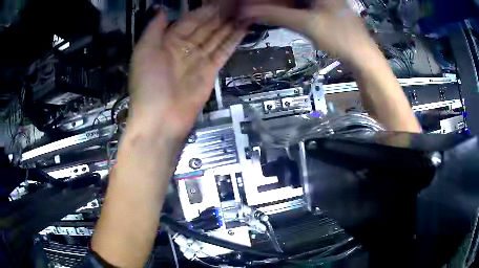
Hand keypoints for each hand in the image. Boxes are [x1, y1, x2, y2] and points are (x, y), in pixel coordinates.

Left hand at [129, 5, 246, 135]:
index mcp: (167, 42)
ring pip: (217, 36)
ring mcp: (199, 59)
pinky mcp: (211, 70)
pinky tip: (244, 27)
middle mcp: (184, 47)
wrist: (161, 117)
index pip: (189, 20)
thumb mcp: (144, 51)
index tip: (219, 0)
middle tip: (237, 2)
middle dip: (220, 14)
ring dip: (230, 23)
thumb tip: (162, 10)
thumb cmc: (148, 83)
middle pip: (205, 26)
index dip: (203, 9)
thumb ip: (154, 29)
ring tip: (245, 11)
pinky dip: (234, 39)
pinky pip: (223, 50)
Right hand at [239, 0, 376, 64]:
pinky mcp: (328, 11)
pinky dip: (293, 10)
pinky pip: (305, 6)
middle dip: (275, 2)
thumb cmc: (340, 38)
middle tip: (257, 8)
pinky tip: (285, 15)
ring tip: (266, 11)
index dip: (270, 0)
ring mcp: (327, 2)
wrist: (364, 59)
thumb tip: (247, 11)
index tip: (254, 4)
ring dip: (282, 5)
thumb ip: (276, 15)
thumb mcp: (306, 24)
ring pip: (298, 1)